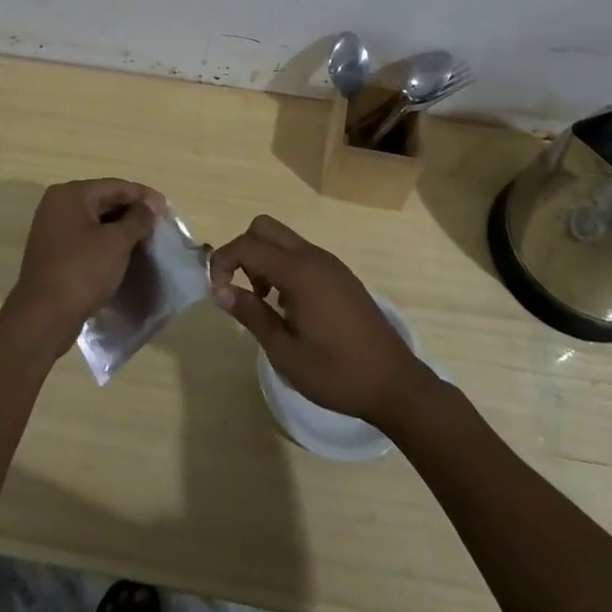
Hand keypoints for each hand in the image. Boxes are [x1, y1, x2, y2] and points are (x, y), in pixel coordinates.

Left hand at [3, 178, 160, 352]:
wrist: (43, 318)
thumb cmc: (82, 271)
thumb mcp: (116, 243)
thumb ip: (138, 219)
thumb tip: (150, 205)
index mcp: (70, 194)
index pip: (115, 186)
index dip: (144, 196)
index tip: (167, 210)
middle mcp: (57, 205)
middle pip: (104, 200)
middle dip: (132, 212)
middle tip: (158, 225)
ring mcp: (52, 229)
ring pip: (95, 221)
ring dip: (120, 228)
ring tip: (145, 240)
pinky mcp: (53, 252)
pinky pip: (86, 238)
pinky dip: (105, 242)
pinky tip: (123, 254)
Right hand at [209, 215, 434, 427]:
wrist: (395, 383)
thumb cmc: (336, 373)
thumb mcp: (285, 352)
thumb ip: (251, 315)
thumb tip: (220, 291)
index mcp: (299, 272)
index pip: (248, 245)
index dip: (223, 262)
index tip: (217, 292)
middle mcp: (314, 257)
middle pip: (264, 228)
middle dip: (242, 251)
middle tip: (240, 290)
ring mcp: (330, 263)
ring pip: (283, 239)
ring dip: (263, 259)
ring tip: (264, 303)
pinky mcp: (340, 275)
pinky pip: (301, 254)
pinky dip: (282, 267)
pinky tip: (288, 307)